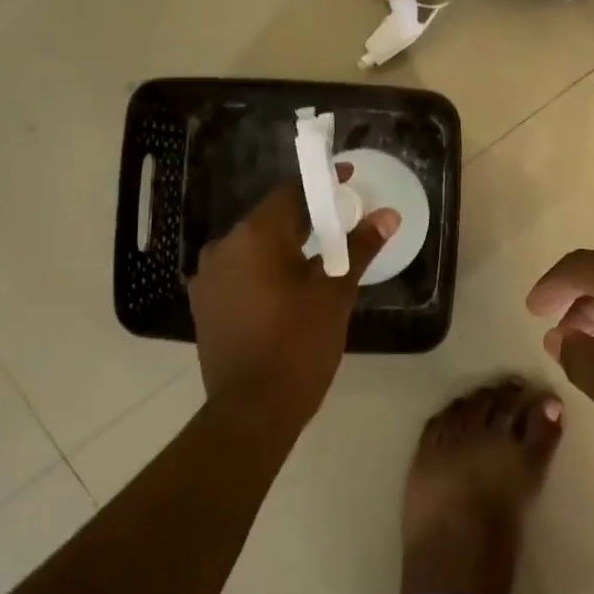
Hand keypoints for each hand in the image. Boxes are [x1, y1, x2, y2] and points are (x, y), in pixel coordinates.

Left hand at [189, 173, 396, 436]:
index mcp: (253, 236)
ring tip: (319, 257)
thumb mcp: (335, 293)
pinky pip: (240, 271)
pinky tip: (288, 287)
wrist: (252, 412)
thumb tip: (388, 215)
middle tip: (342, 223)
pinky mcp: (205, 304)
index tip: (348, 181)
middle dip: (306, 218)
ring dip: (285, 246)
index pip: (290, 193)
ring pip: (254, 247)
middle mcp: (222, 247)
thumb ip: (359, 247)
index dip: (321, 185)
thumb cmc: (298, 345)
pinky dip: (265, 270)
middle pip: (271, 219)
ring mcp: (208, 277)